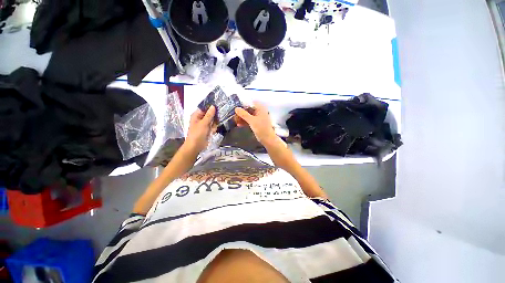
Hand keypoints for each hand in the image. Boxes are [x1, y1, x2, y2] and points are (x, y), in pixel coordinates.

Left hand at [185, 106, 215, 152]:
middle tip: (216, 120)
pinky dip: (213, 129)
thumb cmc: (198, 133)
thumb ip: (209, 115)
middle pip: (210, 114)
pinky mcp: (208, 129)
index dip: (210, 107)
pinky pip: (213, 126)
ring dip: (214, 125)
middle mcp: (200, 119)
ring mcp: (204, 124)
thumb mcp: (204, 123)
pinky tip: (212, 132)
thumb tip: (213, 106)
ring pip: (213, 121)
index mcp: (196, 115)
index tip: (218, 106)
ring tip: (212, 129)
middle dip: (214, 118)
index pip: (204, 108)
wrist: (196, 146)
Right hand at [235, 102, 275, 144]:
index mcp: (261, 108)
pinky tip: (239, 124)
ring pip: (248, 115)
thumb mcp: (252, 121)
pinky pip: (249, 120)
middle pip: (249, 109)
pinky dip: (245, 122)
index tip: (236, 109)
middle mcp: (260, 111)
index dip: (243, 105)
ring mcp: (258, 117)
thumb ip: (244, 114)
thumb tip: (236, 108)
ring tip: (235, 121)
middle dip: (241, 113)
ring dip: (242, 118)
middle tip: (234, 116)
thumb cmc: (262, 129)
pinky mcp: (257, 123)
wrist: (268, 139)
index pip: (250, 103)